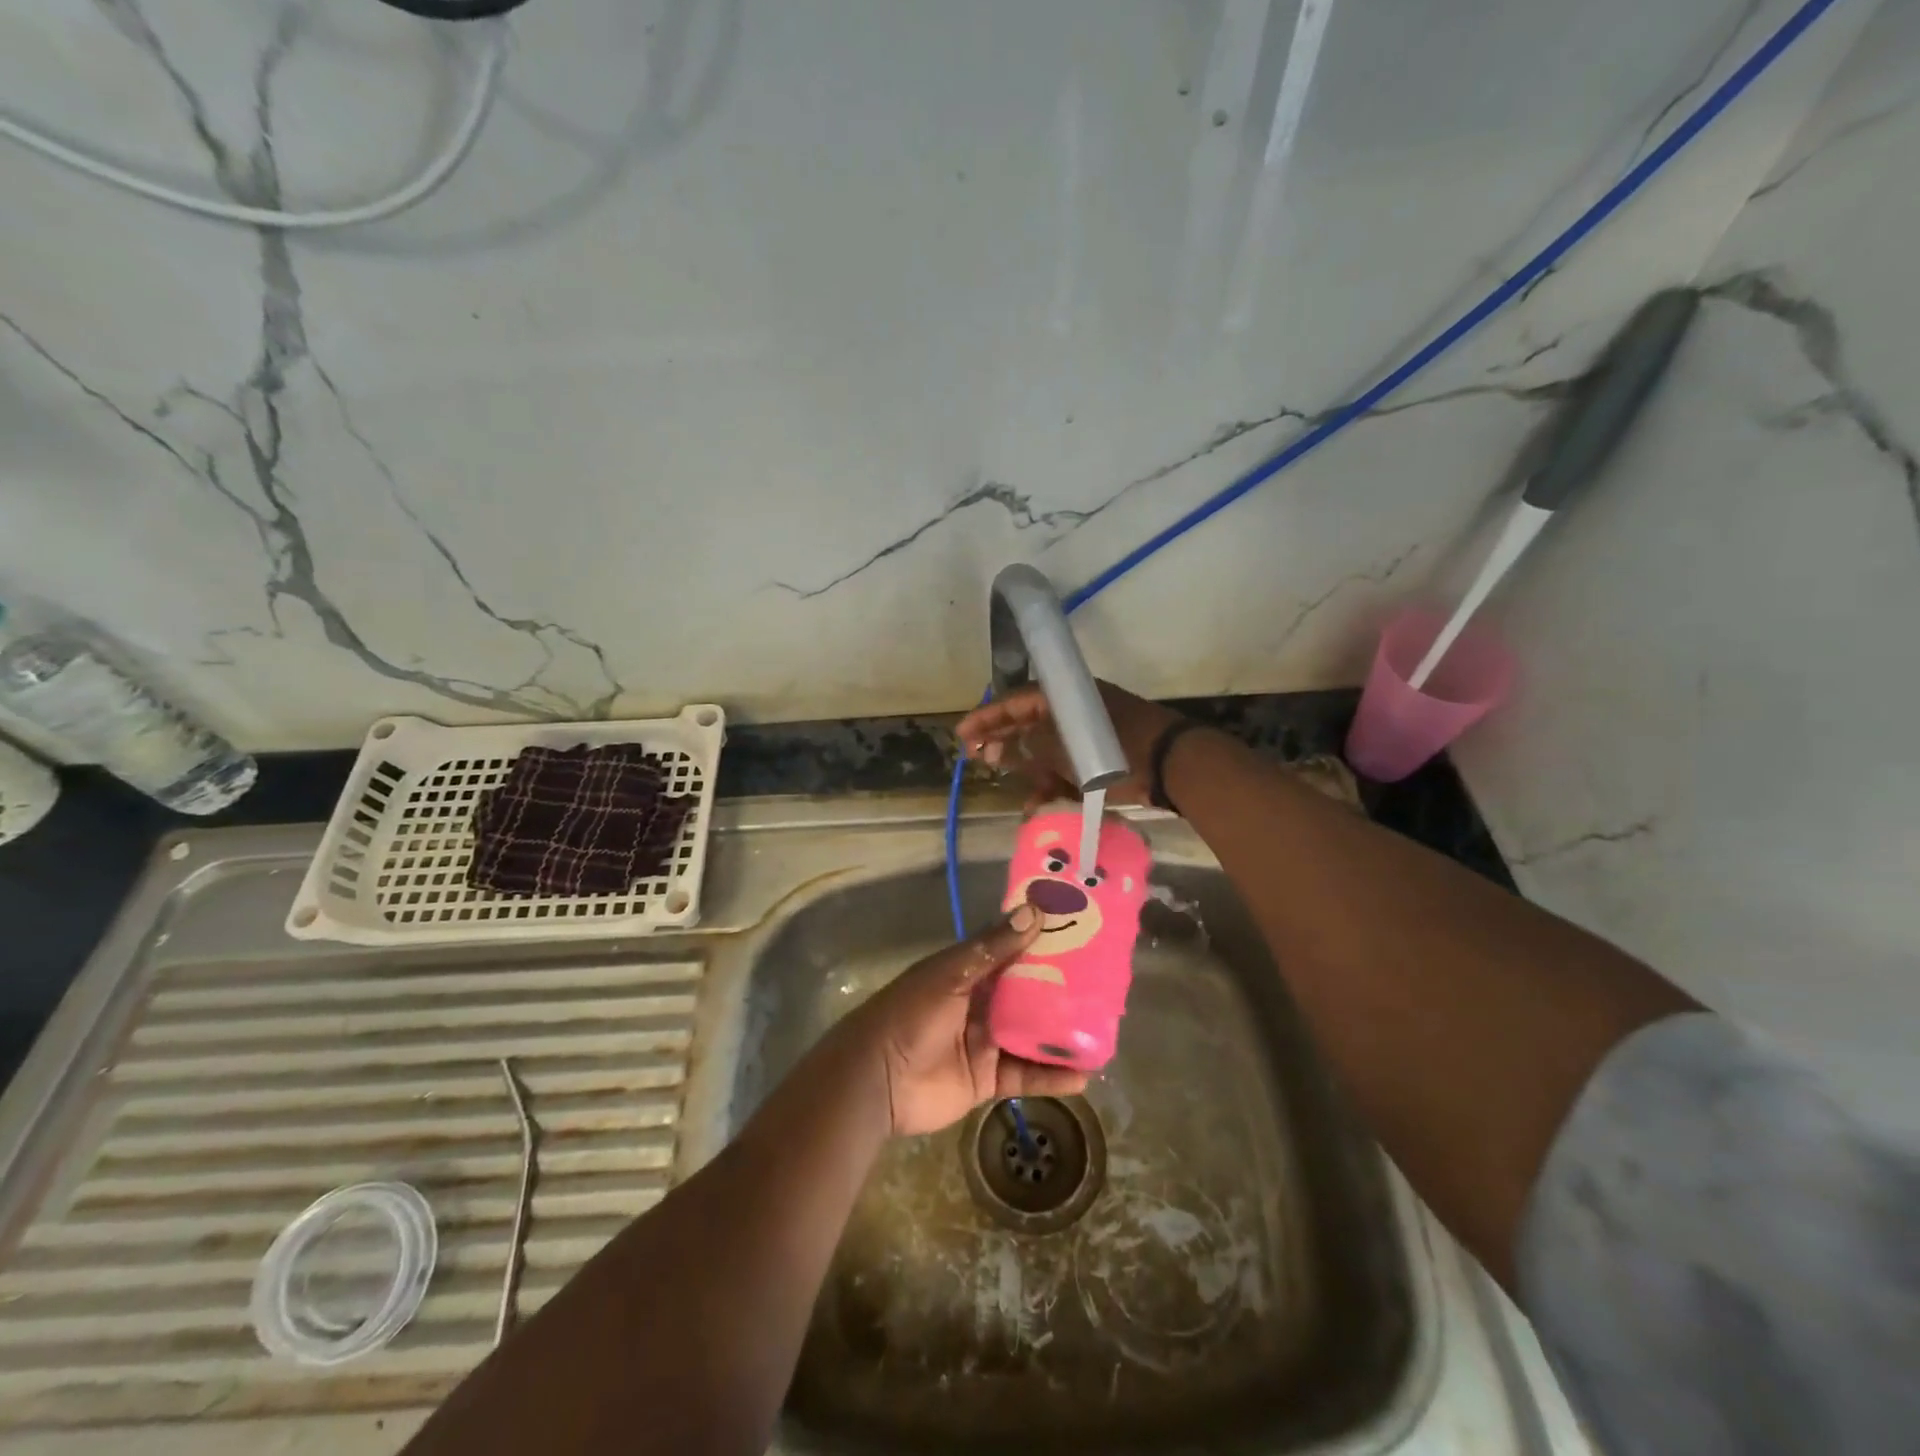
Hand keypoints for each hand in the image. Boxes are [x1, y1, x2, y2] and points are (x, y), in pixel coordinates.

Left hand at [832, 906, 1090, 1136]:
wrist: (876, 1080)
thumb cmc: (910, 1014)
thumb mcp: (950, 974)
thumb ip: (993, 947)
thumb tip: (1035, 911)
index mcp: (970, 971)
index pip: (1014, 950)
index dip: (1045, 941)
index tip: (1081, 930)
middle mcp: (982, 1003)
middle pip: (1030, 993)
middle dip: (1063, 990)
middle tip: (1106, 984)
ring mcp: (987, 1042)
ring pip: (1033, 1035)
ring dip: (1063, 1034)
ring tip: (1104, 1031)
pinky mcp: (989, 1079)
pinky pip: (1027, 1075)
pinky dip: (1053, 1076)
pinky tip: (1083, 1074)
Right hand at [957, 680, 1181, 808]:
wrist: (1175, 766)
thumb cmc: (1120, 749)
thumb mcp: (1066, 747)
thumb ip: (1030, 746)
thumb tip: (998, 747)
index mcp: (1067, 697)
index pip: (1016, 701)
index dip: (988, 717)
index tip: (963, 733)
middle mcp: (1075, 712)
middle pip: (1029, 723)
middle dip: (1003, 740)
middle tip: (977, 757)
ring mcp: (1088, 736)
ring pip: (1047, 749)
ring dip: (1027, 768)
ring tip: (1007, 786)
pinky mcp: (1100, 758)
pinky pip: (1067, 767)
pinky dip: (1053, 784)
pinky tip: (1038, 806)